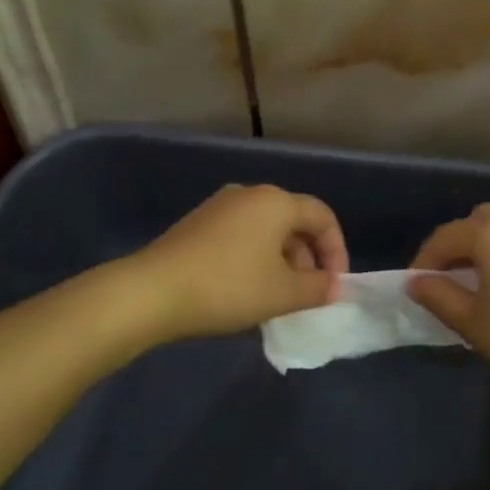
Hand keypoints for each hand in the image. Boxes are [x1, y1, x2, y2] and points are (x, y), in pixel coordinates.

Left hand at [135, 184, 347, 341]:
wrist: (152, 291)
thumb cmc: (228, 286)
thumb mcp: (282, 294)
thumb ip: (317, 288)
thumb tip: (334, 285)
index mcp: (276, 202)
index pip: (322, 217)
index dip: (336, 250)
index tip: (334, 285)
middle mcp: (251, 194)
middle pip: (294, 220)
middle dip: (308, 257)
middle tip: (307, 293)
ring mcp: (220, 206)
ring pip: (267, 229)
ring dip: (282, 259)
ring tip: (277, 295)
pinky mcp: (198, 223)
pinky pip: (241, 234)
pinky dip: (255, 257)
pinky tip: (245, 288)